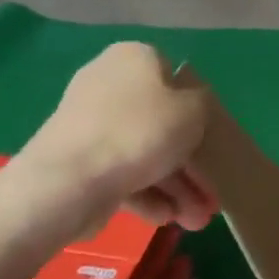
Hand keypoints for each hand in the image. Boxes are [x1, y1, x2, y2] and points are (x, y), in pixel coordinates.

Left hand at [20, 41, 215, 230]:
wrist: (67, 182)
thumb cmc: (140, 132)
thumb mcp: (195, 110)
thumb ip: (204, 103)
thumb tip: (193, 107)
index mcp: (133, 59)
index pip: (174, 75)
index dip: (197, 107)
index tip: (211, 138)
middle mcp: (108, 85)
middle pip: (161, 122)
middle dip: (190, 163)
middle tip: (209, 192)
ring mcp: (89, 125)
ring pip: (144, 152)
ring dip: (175, 186)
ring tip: (195, 219)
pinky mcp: (77, 160)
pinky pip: (121, 172)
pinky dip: (146, 194)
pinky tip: (165, 218)